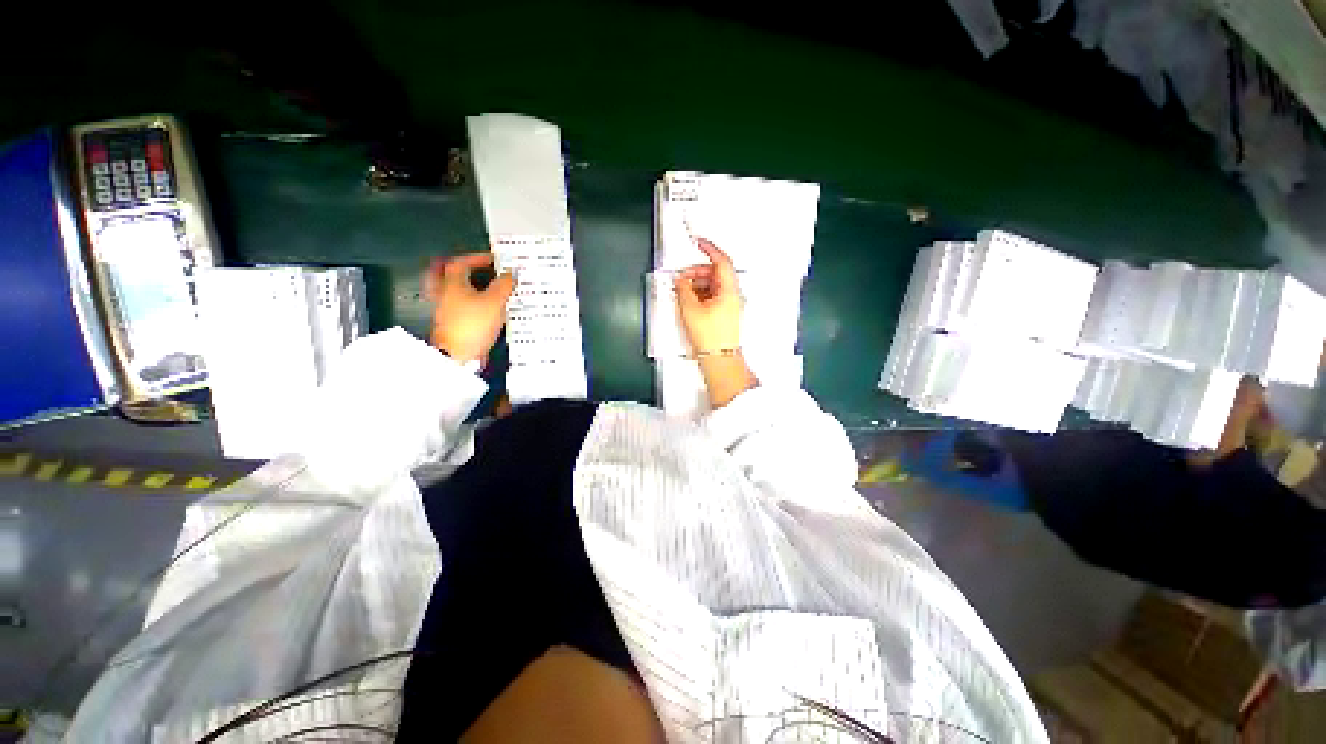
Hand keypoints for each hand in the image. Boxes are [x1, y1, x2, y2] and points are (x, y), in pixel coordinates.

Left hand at [425, 252, 515, 364]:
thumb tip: (510, 274)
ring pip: (452, 291)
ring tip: (479, 287)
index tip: (492, 259)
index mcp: (453, 283)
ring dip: (465, 287)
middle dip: (462, 271)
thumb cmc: (473, 324)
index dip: (478, 258)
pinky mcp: (450, 325)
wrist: (457, 354)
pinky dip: (467, 303)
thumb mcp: (495, 301)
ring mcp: (444, 310)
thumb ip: (504, 285)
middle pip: (448, 275)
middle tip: (473, 268)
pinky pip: (457, 307)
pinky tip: (479, 308)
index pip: (461, 262)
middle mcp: (444, 293)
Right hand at [675, 239, 756, 407]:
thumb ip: (683, 289)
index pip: (721, 261)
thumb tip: (680, 280)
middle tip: (682, 277)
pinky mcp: (722, 313)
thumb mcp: (691, 309)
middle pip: (714, 273)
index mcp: (728, 290)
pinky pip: (711, 296)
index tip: (698, 242)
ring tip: (682, 292)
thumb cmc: (712, 338)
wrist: (718, 358)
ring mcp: (728, 304)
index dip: (709, 248)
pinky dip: (699, 295)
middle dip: (696, 272)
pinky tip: (688, 302)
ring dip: (696, 285)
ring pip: (711, 285)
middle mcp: (731, 295)